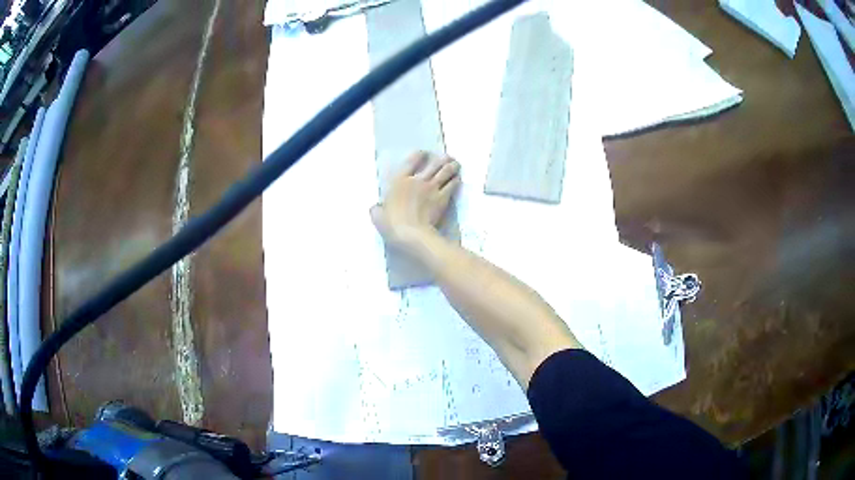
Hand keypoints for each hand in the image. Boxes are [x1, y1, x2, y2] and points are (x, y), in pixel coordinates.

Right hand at [370, 151, 460, 250]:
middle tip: (447, 157)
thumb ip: (377, 209)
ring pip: (445, 171)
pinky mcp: (443, 198)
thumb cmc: (391, 224)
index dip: (419, 155)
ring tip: (455, 164)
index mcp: (399, 181)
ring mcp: (432, 188)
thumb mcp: (378, 216)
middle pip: (433, 163)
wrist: (411, 234)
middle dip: (441, 159)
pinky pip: (452, 185)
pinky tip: (458, 179)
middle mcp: (417, 180)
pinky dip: (456, 180)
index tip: (424, 153)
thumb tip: (376, 207)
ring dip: (452, 166)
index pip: (411, 161)